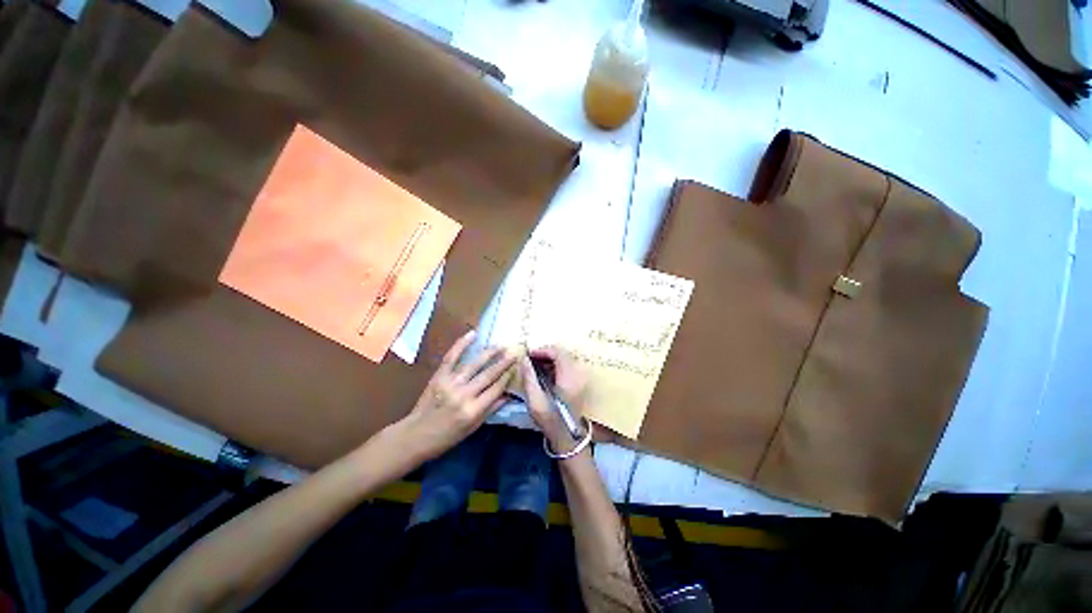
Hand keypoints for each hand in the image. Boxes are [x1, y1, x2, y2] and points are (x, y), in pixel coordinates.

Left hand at [396, 331, 515, 462]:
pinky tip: (473, 334)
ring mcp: (450, 383)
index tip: (517, 367)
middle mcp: (464, 395)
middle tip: (514, 352)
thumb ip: (490, 409)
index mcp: (473, 410)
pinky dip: (461, 344)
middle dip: (503, 363)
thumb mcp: (472, 428)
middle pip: (488, 375)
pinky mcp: (438, 376)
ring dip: (489, 353)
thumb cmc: (446, 437)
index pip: (496, 389)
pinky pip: (451, 357)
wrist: (414, 436)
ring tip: (500, 345)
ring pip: (474, 364)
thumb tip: (509, 395)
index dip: (508, 376)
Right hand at [522, 346, 589, 453]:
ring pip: (565, 359)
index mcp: (569, 376)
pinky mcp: (579, 383)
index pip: (558, 352)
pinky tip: (544, 374)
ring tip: (535, 366)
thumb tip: (524, 360)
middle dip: (545, 354)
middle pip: (562, 353)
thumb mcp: (535, 400)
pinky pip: (568, 367)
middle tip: (530, 360)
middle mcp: (578, 374)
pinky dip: (556, 366)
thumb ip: (529, 377)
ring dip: (550, 359)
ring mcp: (581, 378)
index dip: (542, 350)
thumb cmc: (550, 419)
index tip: (529, 355)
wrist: (567, 437)